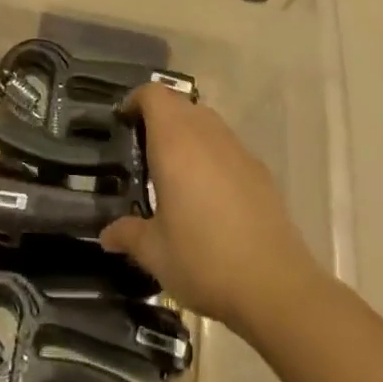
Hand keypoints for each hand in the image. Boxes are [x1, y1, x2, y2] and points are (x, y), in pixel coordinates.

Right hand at [99, 85, 321, 335]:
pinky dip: (211, 154)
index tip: (122, 122)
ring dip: (187, 132)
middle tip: (142, 146)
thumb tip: (107, 235)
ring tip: (174, 169)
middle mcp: (207, 136)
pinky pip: (228, 146)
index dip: (135, 101)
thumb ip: (128, 234)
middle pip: (180, 104)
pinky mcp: (261, 171)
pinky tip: (208, 193)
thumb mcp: (155, 252)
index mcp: (175, 144)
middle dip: (159, 116)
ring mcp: (238, 151)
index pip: (153, 95)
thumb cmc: (203, 260)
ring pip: (207, 121)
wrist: (275, 287)